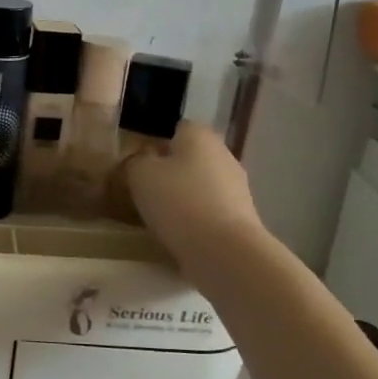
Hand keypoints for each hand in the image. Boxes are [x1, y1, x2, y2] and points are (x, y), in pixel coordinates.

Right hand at [123, 122, 266, 269]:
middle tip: (144, 191)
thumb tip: (140, 162)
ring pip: (201, 184)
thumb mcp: (140, 175)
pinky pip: (210, 210)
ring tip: (158, 217)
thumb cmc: (178, 202)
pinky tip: (179, 234)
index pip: (176, 128)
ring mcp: (237, 187)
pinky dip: (196, 218)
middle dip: (170, 171)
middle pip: (190, 157)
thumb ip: (136, 162)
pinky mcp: (241, 217)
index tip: (138, 163)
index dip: (155, 142)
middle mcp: (223, 154)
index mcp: (200, 135)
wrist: (223, 250)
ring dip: (183, 196)